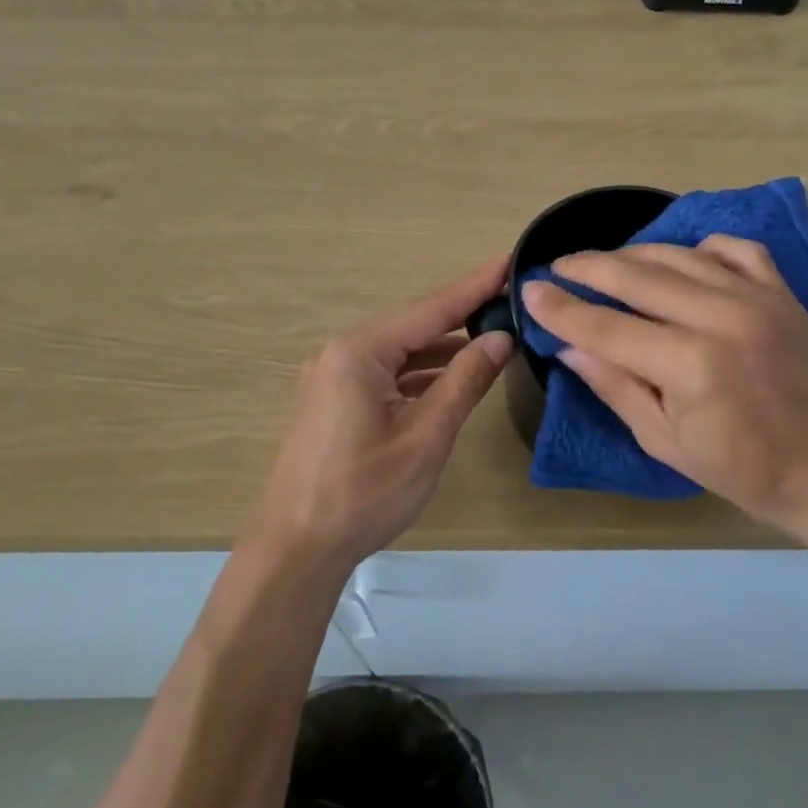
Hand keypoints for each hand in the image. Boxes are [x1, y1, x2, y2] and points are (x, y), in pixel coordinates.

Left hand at [254, 256, 514, 574]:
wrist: (297, 548)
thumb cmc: (364, 493)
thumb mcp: (426, 437)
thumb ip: (464, 382)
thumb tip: (500, 338)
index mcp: (360, 352)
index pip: (431, 309)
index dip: (475, 286)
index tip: (510, 259)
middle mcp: (342, 352)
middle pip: (414, 327)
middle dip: (462, 315)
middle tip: (510, 299)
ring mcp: (333, 377)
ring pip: (399, 353)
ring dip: (442, 350)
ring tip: (492, 339)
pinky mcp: (333, 401)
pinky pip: (384, 374)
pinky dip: (419, 375)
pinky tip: (450, 380)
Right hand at [523, 237, 807, 537]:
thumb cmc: (743, 469)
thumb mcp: (664, 441)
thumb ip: (615, 386)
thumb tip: (568, 347)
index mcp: (692, 365)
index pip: (607, 327)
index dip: (562, 309)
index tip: (530, 289)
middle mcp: (723, 318)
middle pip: (637, 276)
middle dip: (588, 268)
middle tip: (557, 266)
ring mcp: (757, 298)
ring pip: (678, 255)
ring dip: (632, 255)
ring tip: (604, 264)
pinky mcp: (781, 292)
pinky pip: (731, 249)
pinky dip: (697, 248)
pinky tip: (679, 262)